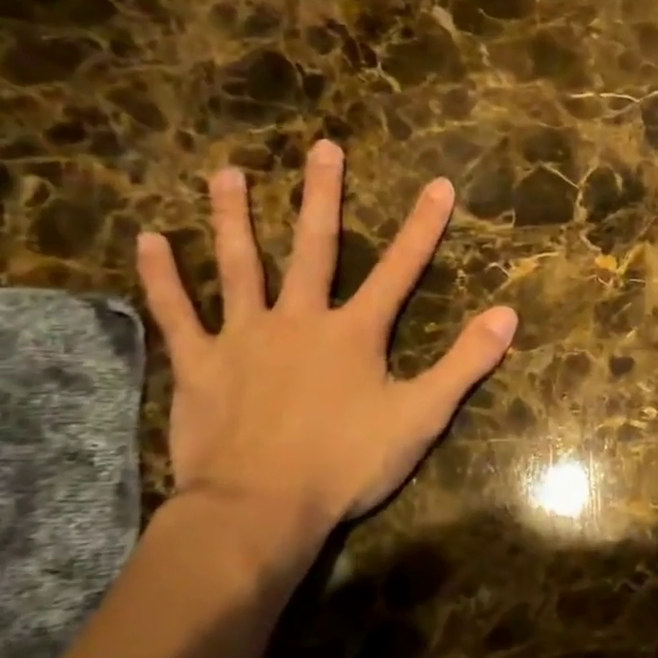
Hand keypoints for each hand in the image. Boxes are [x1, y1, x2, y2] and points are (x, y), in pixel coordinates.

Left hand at [135, 141, 515, 584]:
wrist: (259, 509)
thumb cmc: (345, 463)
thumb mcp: (421, 417)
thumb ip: (464, 363)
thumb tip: (508, 315)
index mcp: (354, 332)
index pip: (400, 269)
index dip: (423, 226)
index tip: (439, 184)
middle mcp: (299, 319)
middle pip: (314, 248)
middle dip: (323, 196)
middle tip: (324, 147)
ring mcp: (244, 337)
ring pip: (239, 266)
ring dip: (234, 218)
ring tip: (226, 173)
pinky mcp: (201, 364)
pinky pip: (177, 313)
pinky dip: (162, 277)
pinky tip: (148, 239)